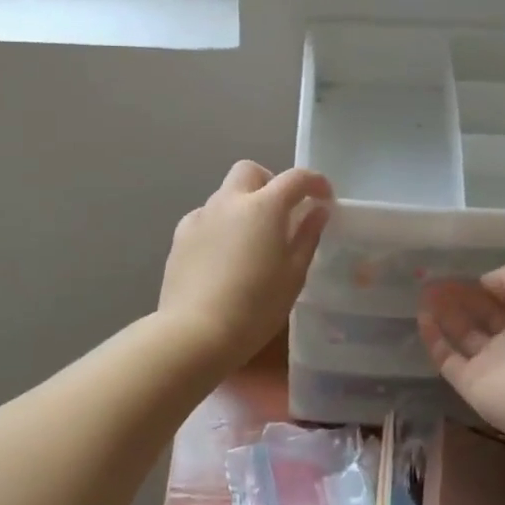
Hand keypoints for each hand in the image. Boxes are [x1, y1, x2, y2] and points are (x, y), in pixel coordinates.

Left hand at [158, 161, 332, 370]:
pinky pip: (205, 217)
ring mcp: (200, 216)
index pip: (295, 178)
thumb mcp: (293, 275)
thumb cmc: (256, 307)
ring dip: (243, 205)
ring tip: (251, 241)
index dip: (315, 182)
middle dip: (270, 182)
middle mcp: (229, 201)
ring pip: (225, 194)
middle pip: (250, 172)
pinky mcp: (180, 236)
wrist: (195, 333)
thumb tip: (318, 210)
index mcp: (263, 207)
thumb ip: (307, 236)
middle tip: (282, 213)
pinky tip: (223, 255)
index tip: (324, 198)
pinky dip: (220, 225)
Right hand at [417, 266, 504, 435]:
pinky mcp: (468, 383)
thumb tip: (485, 282)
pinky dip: (434, 339)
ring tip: (425, 292)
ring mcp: (491, 365)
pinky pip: (447, 358)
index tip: (466, 274)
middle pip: (484, 317)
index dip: (488, 287)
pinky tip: (422, 316)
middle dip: (462, 298)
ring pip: (464, 335)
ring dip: (445, 314)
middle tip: (437, 281)